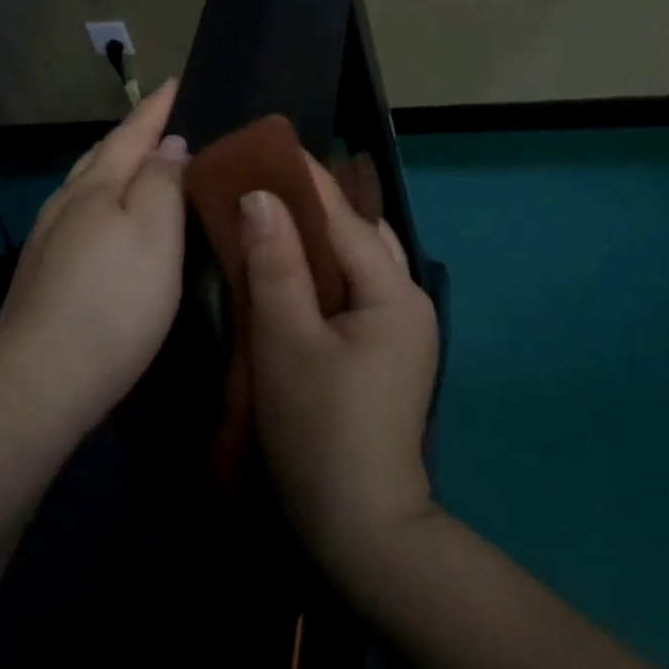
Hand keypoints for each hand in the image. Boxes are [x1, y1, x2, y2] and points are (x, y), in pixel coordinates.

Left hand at [0, 80, 188, 438]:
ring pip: (84, 187)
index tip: (175, 81)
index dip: (156, 109)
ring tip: (138, 165)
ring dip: (112, 168)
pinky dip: (100, 203)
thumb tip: (167, 144)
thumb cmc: (113, 303)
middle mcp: (65, 205)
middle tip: (160, 121)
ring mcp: (47, 241)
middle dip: (131, 136)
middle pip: (101, 157)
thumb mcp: (154, 234)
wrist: (40, 381)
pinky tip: (105, 221)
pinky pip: (78, 217)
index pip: (132, 135)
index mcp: (96, 188)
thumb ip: (162, 183)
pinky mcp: (41, 274)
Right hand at [241, 156, 439, 572]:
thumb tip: (261, 197)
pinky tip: (292, 275)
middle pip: (359, 236)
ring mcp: (401, 331)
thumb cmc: (319, 428)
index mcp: (394, 292)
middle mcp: (408, 301)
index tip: (265, 145)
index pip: (345, 217)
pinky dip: (323, 275)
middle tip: (260, 184)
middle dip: (313, 206)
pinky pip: (354, 295)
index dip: (304, 179)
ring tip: (272, 220)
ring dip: (319, 241)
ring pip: (357, 265)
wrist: (360, 522)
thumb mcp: (287, 341)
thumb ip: (276, 265)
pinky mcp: (385, 354)